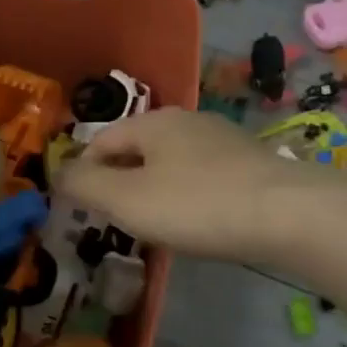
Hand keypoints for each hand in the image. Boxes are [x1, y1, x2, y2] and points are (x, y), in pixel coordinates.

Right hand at [54, 108, 326, 263]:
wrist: (288, 214)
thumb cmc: (197, 204)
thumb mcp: (127, 199)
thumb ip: (85, 186)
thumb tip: (58, 173)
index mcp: (154, 122)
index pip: (101, 141)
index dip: (83, 172)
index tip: (79, 209)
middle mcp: (188, 121)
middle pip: (138, 149)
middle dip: (120, 182)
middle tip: (113, 221)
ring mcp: (223, 140)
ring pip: (171, 163)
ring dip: (154, 190)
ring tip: (153, 225)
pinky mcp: (250, 163)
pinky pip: (202, 177)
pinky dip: (188, 196)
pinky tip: (197, 222)